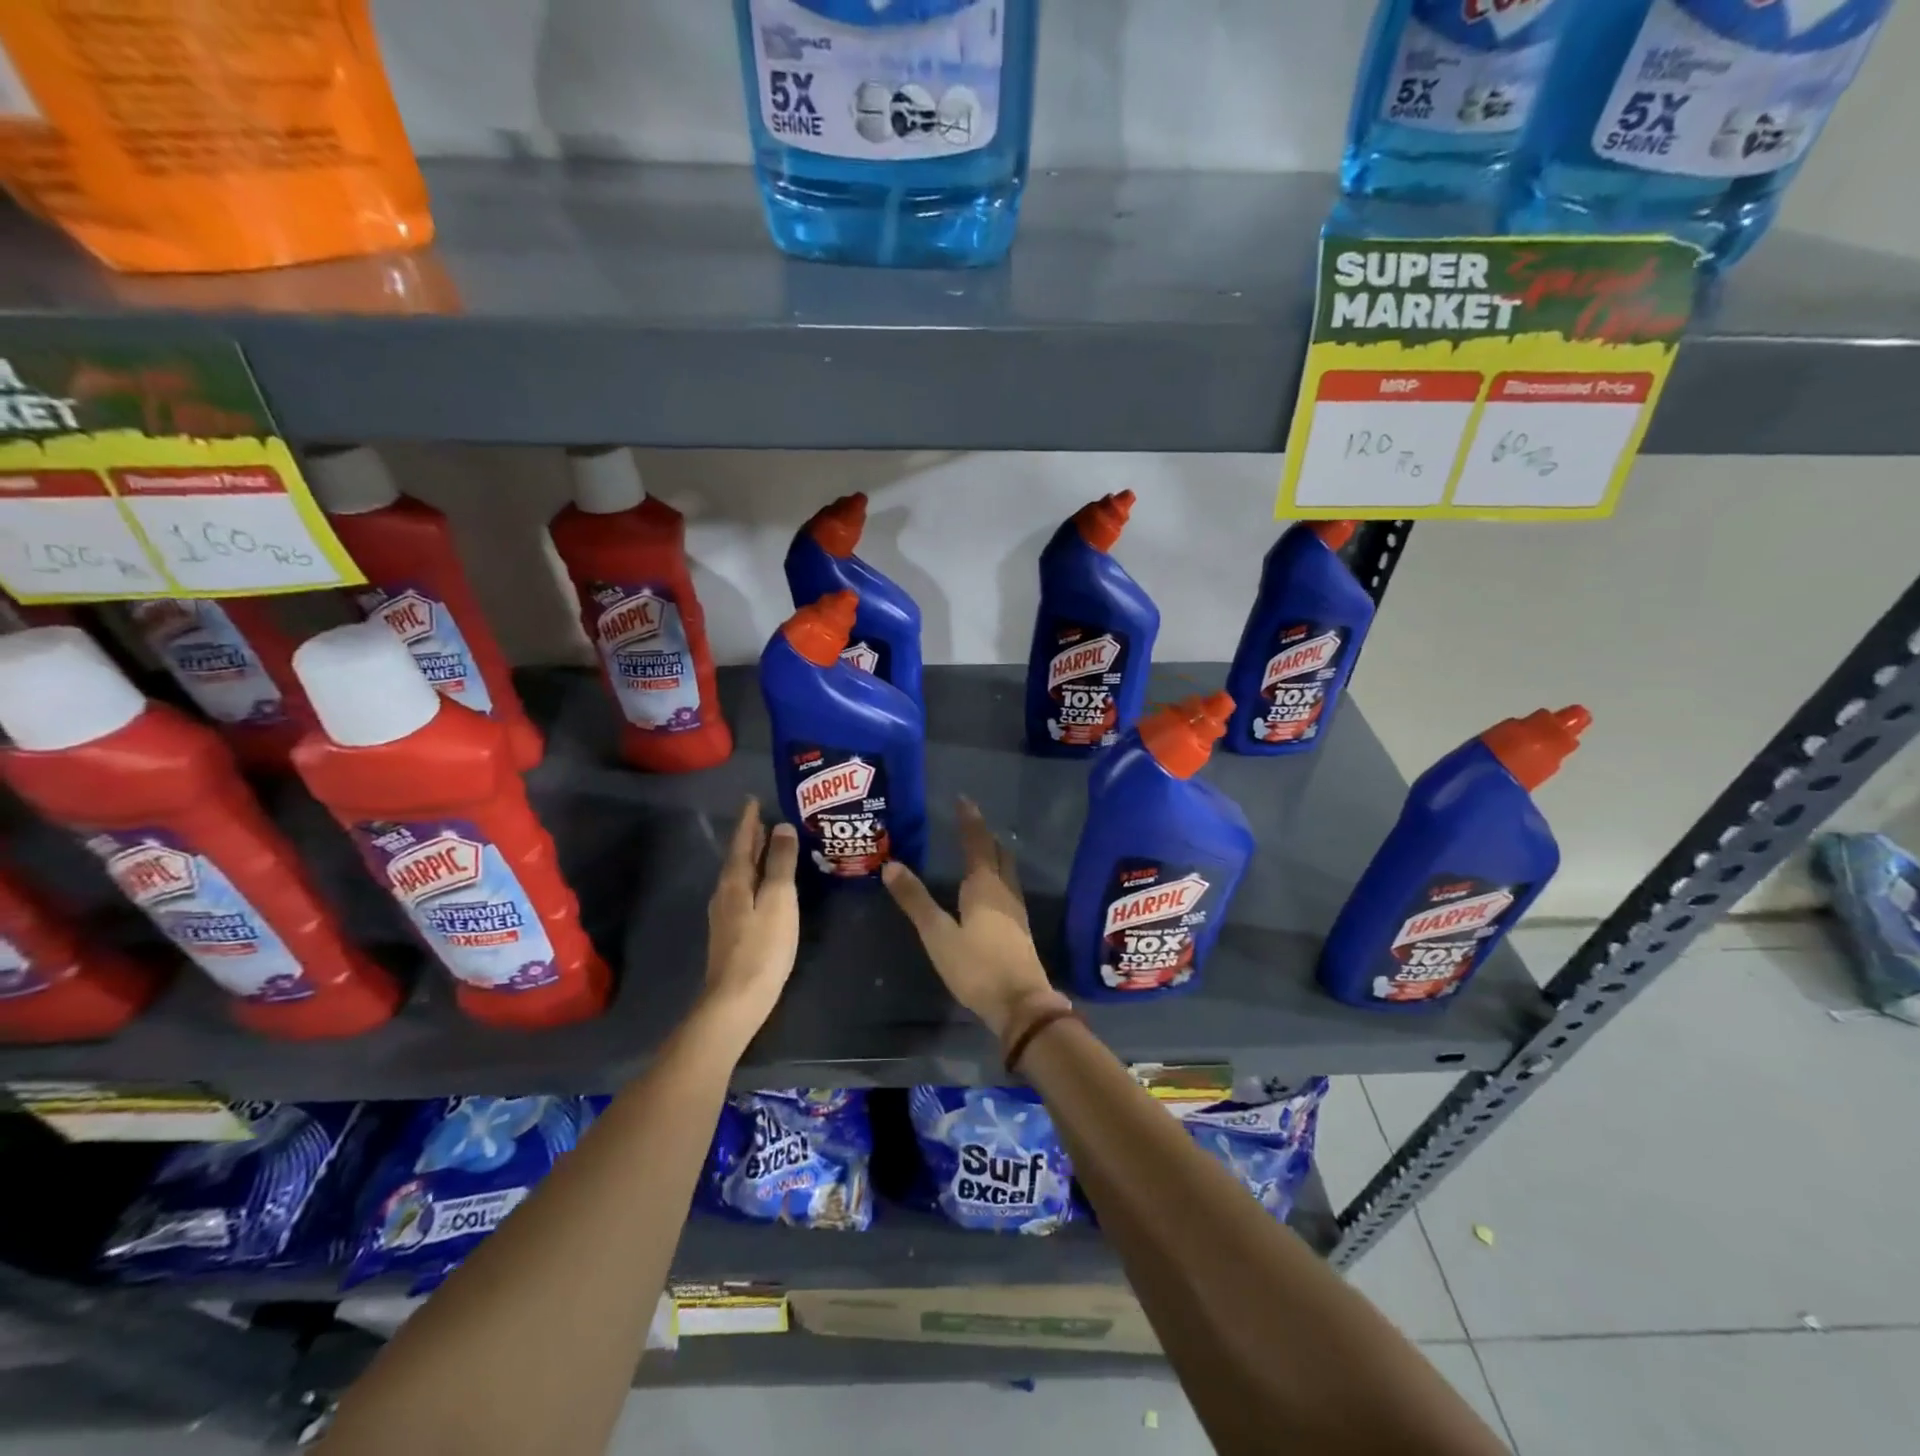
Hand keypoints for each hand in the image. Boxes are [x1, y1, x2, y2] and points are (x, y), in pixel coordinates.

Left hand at [701, 798, 799, 1043]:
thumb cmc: (763, 947)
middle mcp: (724, 894)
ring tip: (766, 847)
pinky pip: (742, 893)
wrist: (735, 1001)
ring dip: (751, 859)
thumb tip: (782, 827)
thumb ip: (781, 864)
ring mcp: (724, 916)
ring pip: (738, 876)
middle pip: (738, 858)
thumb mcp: (780, 900)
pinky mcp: (730, 934)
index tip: (753, 800)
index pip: (742, 843)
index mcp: (735, 882)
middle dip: (750, 838)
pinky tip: (762, 886)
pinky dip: (753, 879)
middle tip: (763, 819)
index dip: (749, 821)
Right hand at [882, 798, 1067, 1040]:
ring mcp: (1016, 910)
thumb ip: (916, 900)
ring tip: (980, 849)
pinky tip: (990, 890)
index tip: (963, 800)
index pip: (977, 842)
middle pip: (997, 853)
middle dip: (984, 836)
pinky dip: (997, 876)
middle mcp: (1004, 891)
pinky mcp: (1019, 929)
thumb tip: (892, 864)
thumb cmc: (976, 966)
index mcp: (984, 885)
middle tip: (969, 822)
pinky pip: (1007, 888)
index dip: (969, 821)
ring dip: (994, 855)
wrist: (1021, 1004)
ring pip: (1006, 871)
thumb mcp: (938, 934)